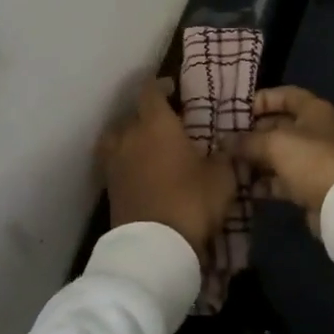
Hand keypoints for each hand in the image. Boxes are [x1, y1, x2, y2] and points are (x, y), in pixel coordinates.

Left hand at [97, 78, 235, 260]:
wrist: (154, 247)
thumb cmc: (191, 201)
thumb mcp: (221, 178)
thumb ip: (223, 156)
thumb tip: (225, 146)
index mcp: (156, 124)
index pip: (150, 91)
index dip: (160, 86)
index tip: (172, 88)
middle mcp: (130, 136)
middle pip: (131, 114)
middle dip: (146, 114)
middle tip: (165, 123)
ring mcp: (115, 162)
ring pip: (117, 138)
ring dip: (129, 136)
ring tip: (145, 145)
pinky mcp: (109, 188)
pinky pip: (114, 163)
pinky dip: (125, 162)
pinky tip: (140, 171)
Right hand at [230, 86, 333, 231]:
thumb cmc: (310, 159)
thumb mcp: (275, 143)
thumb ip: (247, 140)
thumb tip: (224, 141)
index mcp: (312, 110)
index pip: (285, 95)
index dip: (261, 99)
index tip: (237, 111)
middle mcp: (314, 131)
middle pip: (279, 125)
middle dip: (252, 133)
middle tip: (226, 141)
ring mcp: (312, 159)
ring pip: (278, 154)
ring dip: (255, 160)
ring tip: (229, 165)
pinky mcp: (309, 185)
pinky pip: (281, 179)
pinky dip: (264, 182)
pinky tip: (243, 187)